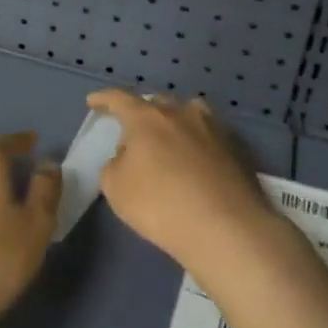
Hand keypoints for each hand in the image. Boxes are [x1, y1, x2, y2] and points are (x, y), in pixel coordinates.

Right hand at [88, 91, 275, 280]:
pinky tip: (195, 162)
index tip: (92, 102)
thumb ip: (114, 164)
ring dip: (173, 122)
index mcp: (147, 117)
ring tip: (168, 139)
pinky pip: (207, 136)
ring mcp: (212, 128)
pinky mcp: (235, 148)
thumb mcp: (116, 188)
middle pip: (156, 103)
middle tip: (133, 131)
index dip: (103, 99)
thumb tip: (127, 156)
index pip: (119, 99)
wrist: (225, 228)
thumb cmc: (160, 204)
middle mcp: (181, 112)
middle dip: (141, 113)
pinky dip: (196, 143)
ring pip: (187, 114)